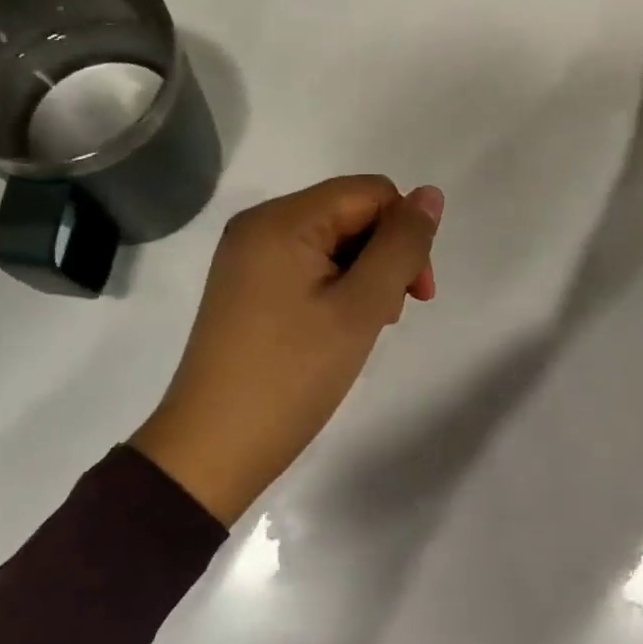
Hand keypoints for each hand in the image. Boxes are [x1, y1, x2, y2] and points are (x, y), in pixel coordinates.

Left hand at [131, 176, 444, 523]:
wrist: (212, 450)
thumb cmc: (292, 375)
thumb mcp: (360, 308)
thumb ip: (401, 246)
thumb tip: (430, 194)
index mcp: (282, 219)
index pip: (370, 193)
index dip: (405, 233)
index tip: (417, 293)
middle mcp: (259, 224)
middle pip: (349, 213)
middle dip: (384, 256)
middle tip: (388, 316)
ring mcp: (247, 256)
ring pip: (331, 241)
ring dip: (363, 275)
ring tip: (363, 327)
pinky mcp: (244, 286)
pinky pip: (305, 264)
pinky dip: (334, 287)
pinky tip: (336, 327)